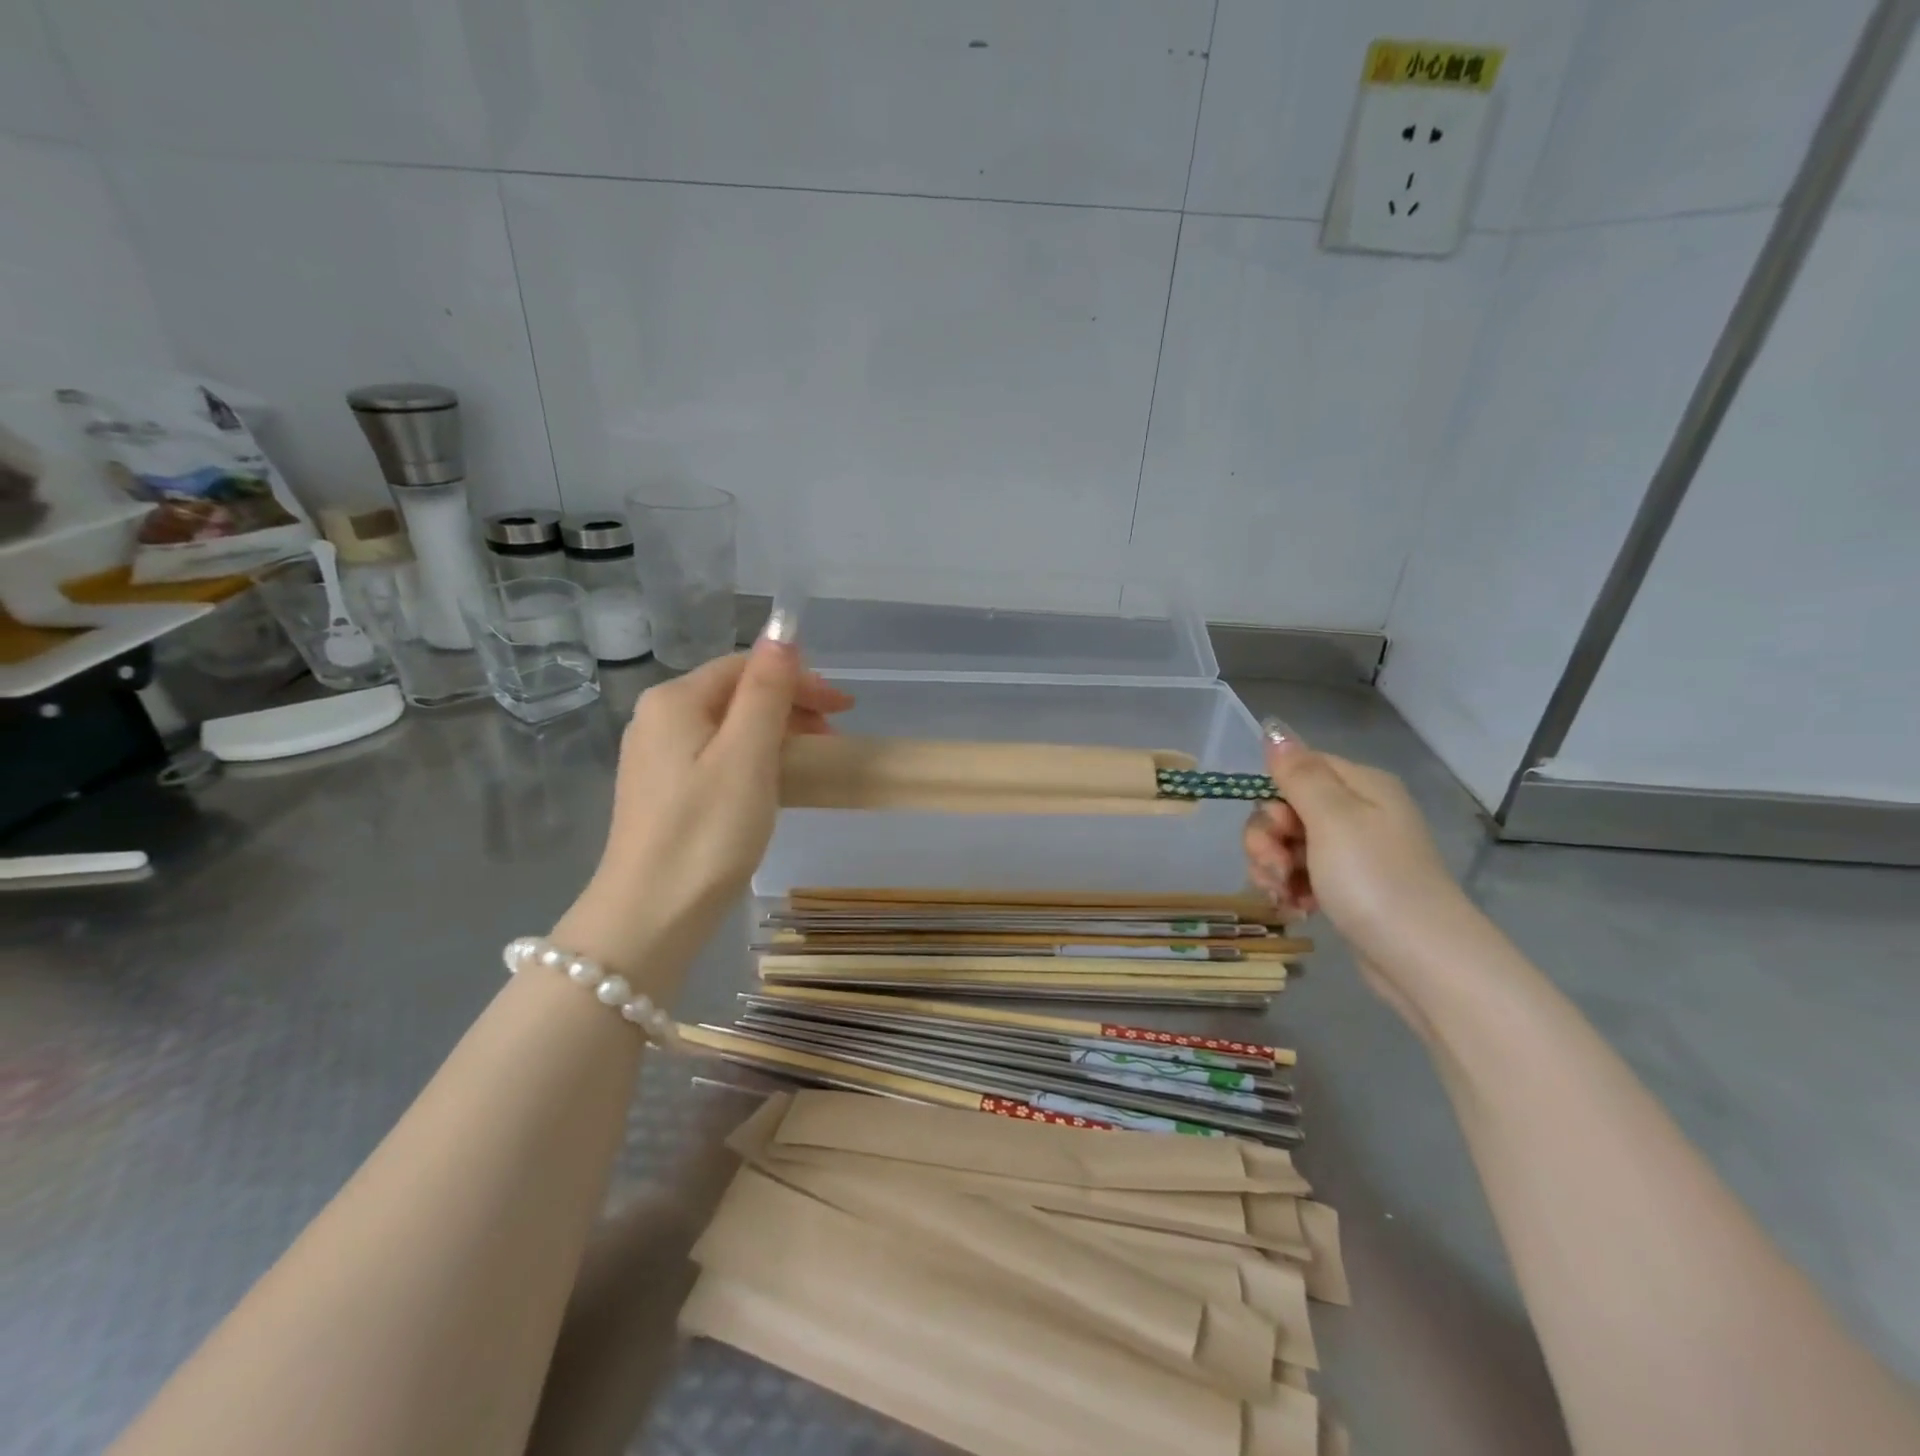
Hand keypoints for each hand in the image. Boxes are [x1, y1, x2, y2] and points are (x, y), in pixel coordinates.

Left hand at [554, 636, 854, 980]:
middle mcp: (657, 719)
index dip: (799, 679)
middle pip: (735, 694)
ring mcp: (656, 757)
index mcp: (674, 700)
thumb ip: (767, 690)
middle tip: (834, 739)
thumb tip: (782, 633)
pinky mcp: (663, 791)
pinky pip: (717, 757)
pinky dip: (754, 760)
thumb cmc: (706, 832)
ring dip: (776, 734)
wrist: (650, 915)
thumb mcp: (747, 755)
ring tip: (812, 762)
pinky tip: (774, 783)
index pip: (746, 667)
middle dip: (790, 707)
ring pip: (728, 727)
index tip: (844, 709)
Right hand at [1242, 719, 1477, 1003]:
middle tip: (1276, 869)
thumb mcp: (1332, 818)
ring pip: (1287, 845)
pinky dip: (1290, 889)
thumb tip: (1274, 728)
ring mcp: (1353, 852)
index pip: (1296, 769)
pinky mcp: (1347, 887)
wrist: (1422, 961)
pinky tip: (1295, 909)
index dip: (1273, 798)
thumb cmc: (1374, 880)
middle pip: (1286, 809)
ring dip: (1273, 868)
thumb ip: (1298, 773)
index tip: (1278, 830)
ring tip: (1284, 895)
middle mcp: (1358, 812)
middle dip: (1267, 840)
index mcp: (1360, 786)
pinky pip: (1301, 874)